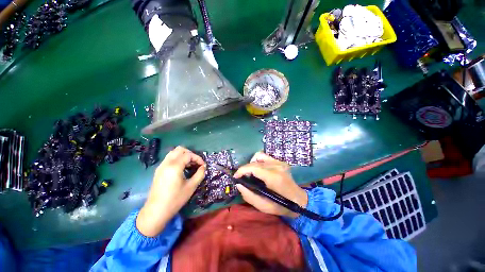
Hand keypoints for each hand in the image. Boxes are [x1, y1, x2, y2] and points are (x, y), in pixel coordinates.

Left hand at [136, 146, 205, 236]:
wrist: (156, 211)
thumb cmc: (175, 199)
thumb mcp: (191, 186)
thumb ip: (200, 174)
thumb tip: (203, 167)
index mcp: (174, 166)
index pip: (188, 155)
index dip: (198, 158)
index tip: (203, 166)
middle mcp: (166, 163)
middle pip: (180, 150)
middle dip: (190, 154)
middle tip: (196, 163)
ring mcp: (161, 166)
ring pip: (173, 153)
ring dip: (183, 156)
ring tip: (189, 165)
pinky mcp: (158, 171)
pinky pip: (169, 159)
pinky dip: (177, 159)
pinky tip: (181, 169)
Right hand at [234, 152, 307, 217]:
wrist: (299, 200)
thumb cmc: (282, 206)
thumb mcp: (264, 207)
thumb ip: (249, 196)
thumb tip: (239, 184)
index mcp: (274, 177)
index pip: (253, 168)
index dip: (242, 170)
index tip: (235, 177)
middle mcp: (277, 166)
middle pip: (255, 162)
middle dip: (245, 169)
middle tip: (242, 178)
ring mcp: (279, 162)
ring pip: (258, 156)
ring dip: (251, 164)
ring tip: (250, 173)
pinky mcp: (280, 161)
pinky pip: (264, 156)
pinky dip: (258, 160)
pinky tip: (257, 168)